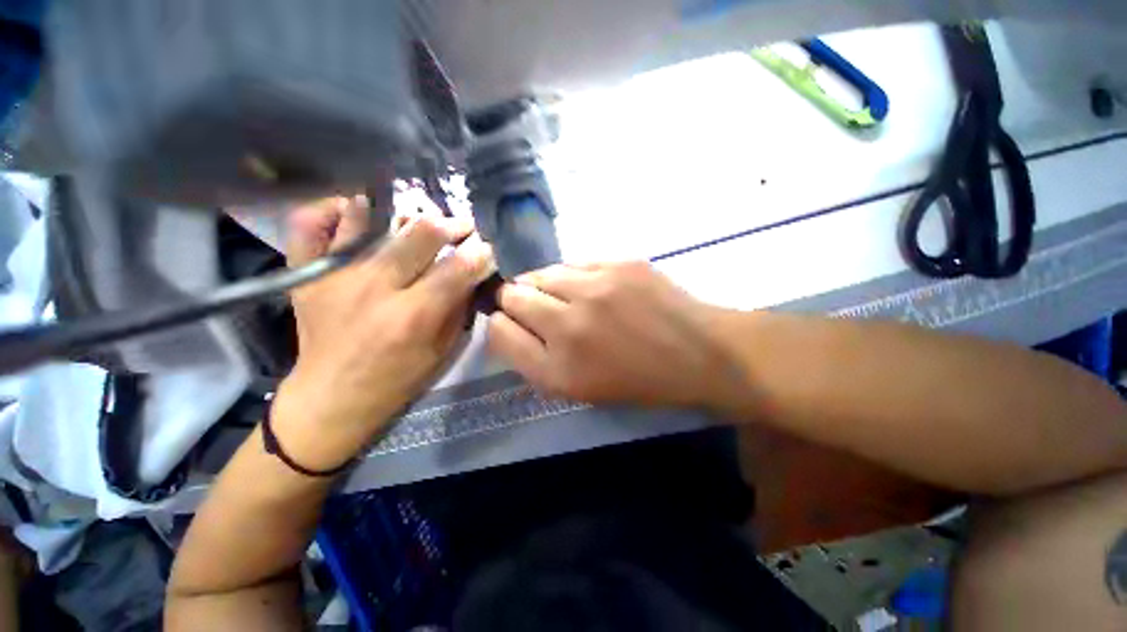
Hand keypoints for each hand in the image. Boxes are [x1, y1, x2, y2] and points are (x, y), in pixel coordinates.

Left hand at [271, 197, 494, 468]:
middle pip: (419, 234)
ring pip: (369, 219)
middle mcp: (373, 288)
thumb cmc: (396, 379)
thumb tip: (471, 273)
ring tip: (417, 221)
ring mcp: (333, 276)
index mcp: (413, 316)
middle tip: (461, 228)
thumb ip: (459, 308)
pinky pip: (310, 224)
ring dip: (402, 214)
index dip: (480, 253)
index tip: (486, 249)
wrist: (331, 397)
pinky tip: (355, 213)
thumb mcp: (442, 350)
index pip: (457, 268)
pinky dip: (332, 210)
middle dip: (451, 225)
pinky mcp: (305, 273)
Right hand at [488, 262, 743, 410]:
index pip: (498, 330)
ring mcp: (596, 287)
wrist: (697, 353)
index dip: (501, 324)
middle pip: (511, 294)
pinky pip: (574, 263)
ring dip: (544, 286)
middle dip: (516, 300)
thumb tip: (505, 322)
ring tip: (567, 298)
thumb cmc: (636, 379)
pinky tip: (593, 288)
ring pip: (541, 273)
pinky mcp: (619, 263)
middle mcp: (569, 325)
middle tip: (540, 309)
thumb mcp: (577, 388)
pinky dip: (573, 276)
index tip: (513, 324)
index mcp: (558, 369)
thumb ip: (531, 358)